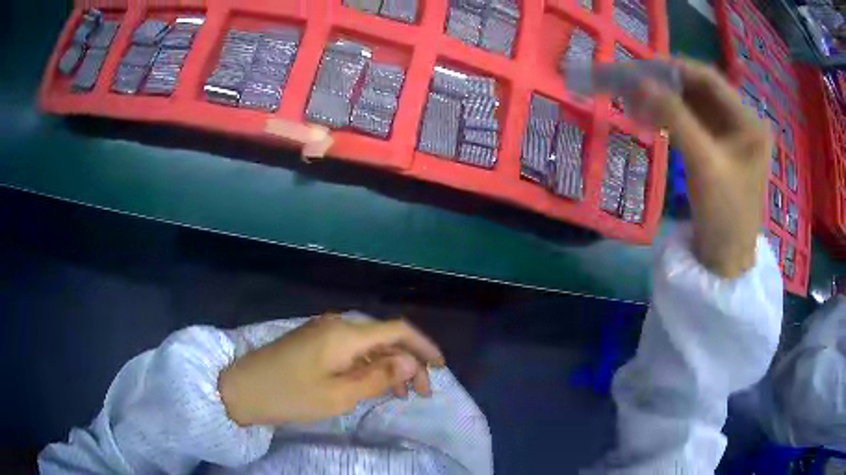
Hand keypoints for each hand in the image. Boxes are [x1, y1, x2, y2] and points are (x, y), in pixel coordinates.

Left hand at [218, 314, 444, 426]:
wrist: (243, 388)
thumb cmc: (290, 395)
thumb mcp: (338, 395)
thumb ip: (378, 377)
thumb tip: (412, 363)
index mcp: (346, 334)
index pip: (398, 330)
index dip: (424, 346)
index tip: (441, 368)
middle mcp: (338, 325)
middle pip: (385, 338)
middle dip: (409, 363)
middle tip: (421, 393)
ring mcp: (324, 332)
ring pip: (369, 345)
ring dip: (389, 366)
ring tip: (401, 393)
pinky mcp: (315, 342)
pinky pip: (352, 350)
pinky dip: (369, 366)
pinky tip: (373, 384)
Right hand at [637, 60, 771, 277]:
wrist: (725, 261)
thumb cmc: (725, 216)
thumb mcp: (704, 164)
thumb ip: (675, 118)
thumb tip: (640, 82)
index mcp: (749, 123)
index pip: (710, 80)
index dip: (676, 69)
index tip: (642, 66)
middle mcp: (742, 124)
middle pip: (701, 92)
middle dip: (668, 85)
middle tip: (634, 82)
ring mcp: (730, 138)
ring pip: (694, 106)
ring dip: (666, 101)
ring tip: (635, 98)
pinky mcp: (717, 151)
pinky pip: (692, 124)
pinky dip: (670, 118)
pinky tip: (649, 116)